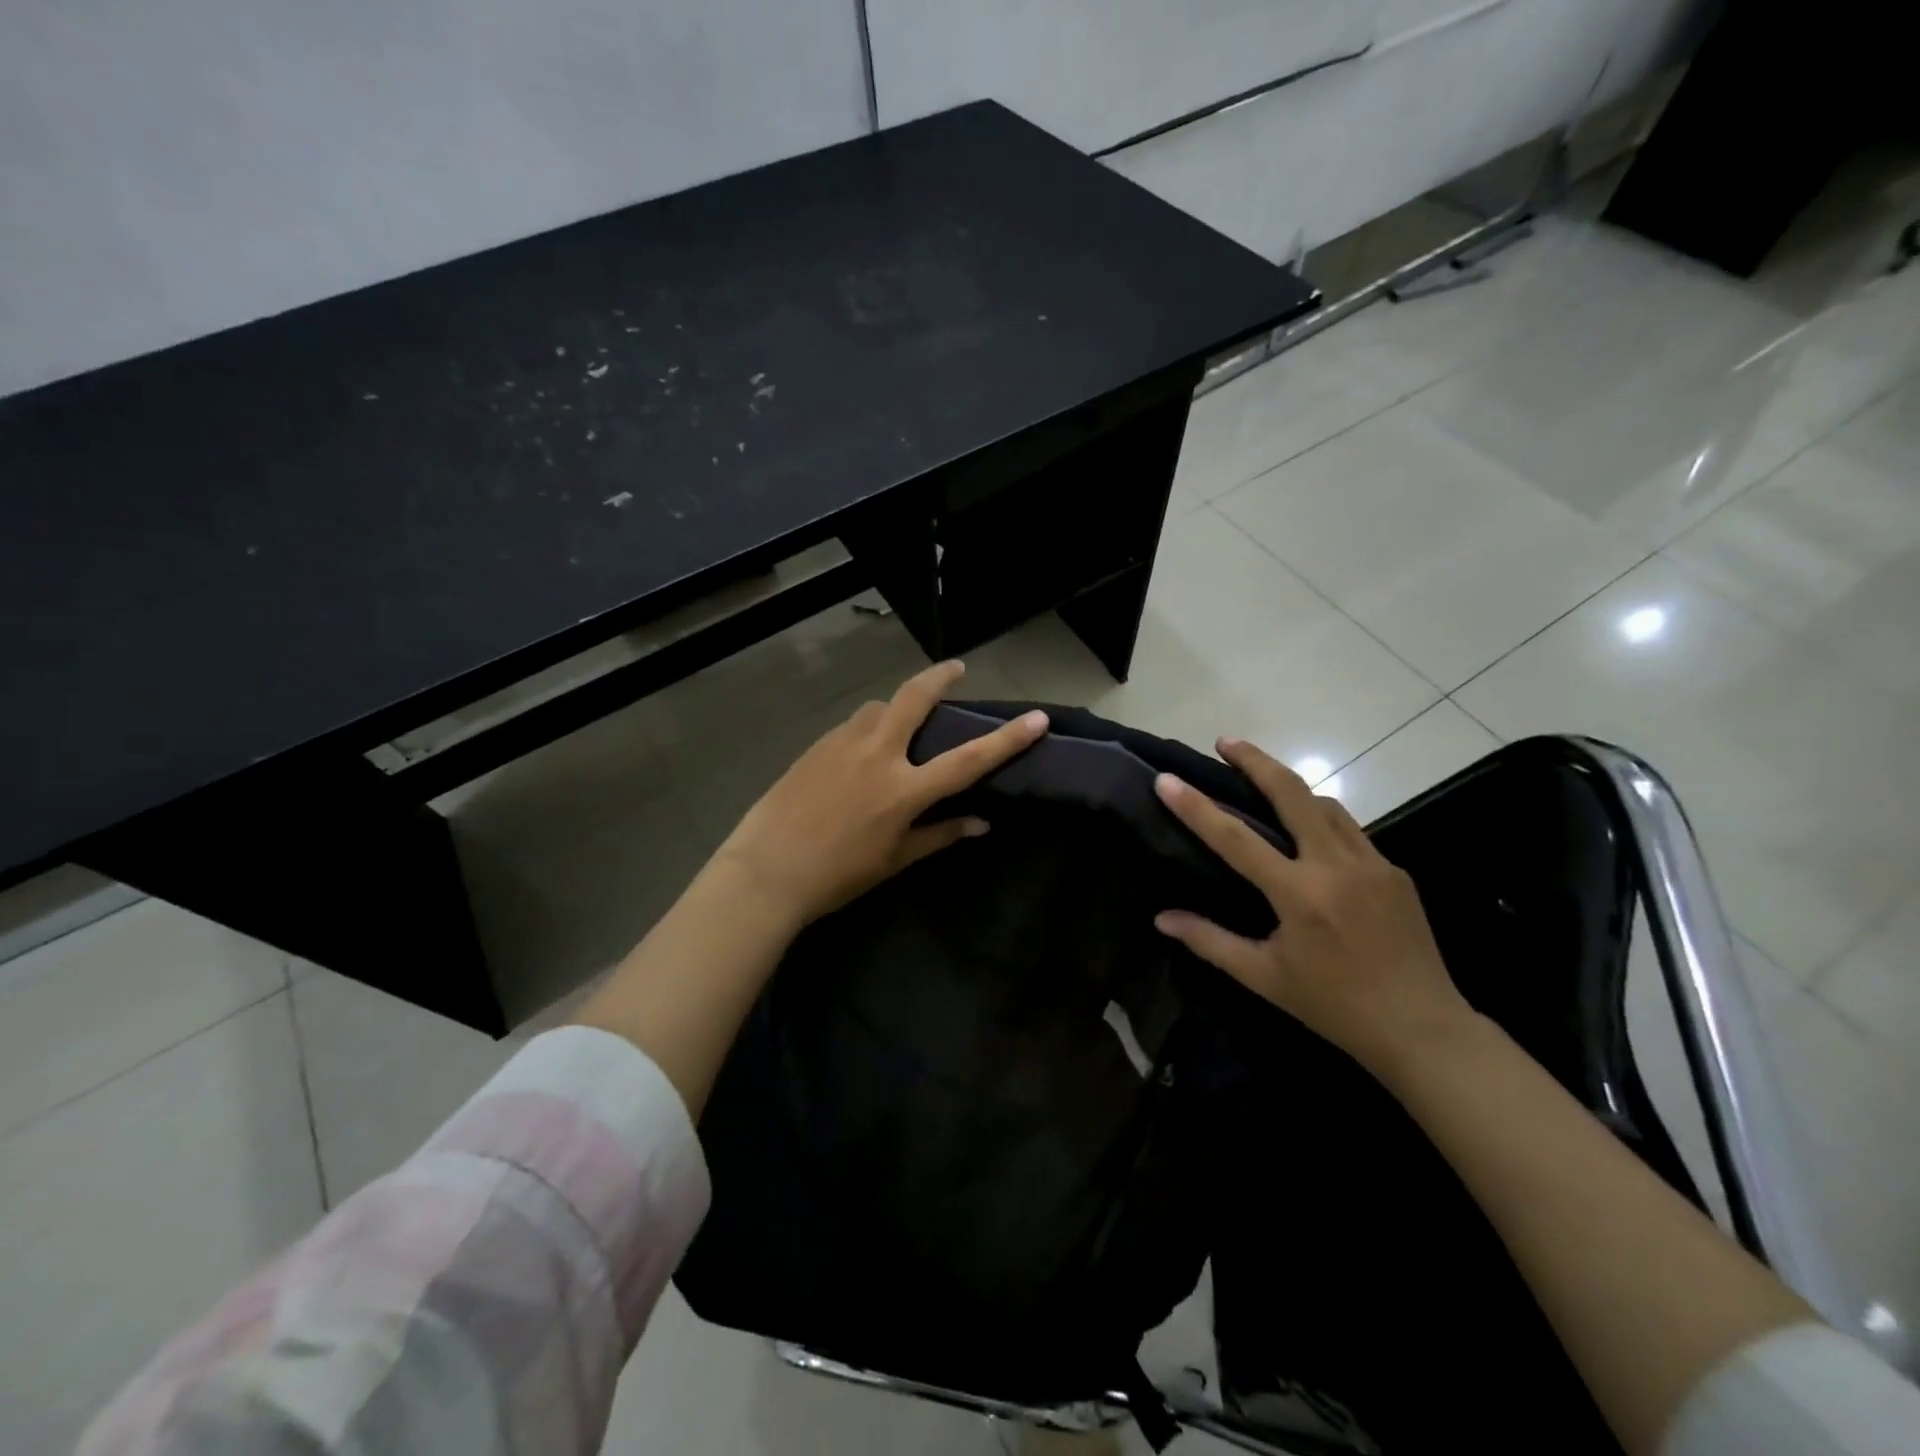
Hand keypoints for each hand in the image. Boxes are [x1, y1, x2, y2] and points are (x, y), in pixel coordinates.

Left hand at [712, 660, 1047, 927]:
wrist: (766, 870)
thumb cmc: (837, 875)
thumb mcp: (895, 860)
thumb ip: (940, 835)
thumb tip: (981, 823)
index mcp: (903, 790)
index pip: (968, 759)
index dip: (1008, 740)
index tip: (1037, 719)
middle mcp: (877, 754)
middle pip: (915, 698)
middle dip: (941, 676)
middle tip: (956, 669)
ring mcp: (843, 743)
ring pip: (879, 707)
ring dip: (897, 706)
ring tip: (901, 721)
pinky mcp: (817, 745)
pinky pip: (852, 724)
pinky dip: (868, 726)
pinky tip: (862, 749)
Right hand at [1152, 738, 1474, 1075]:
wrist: (1422, 1029)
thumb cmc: (1333, 1006)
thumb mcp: (1264, 976)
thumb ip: (1210, 941)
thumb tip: (1162, 918)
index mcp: (1299, 894)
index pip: (1235, 838)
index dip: (1196, 806)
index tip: (1167, 779)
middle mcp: (1336, 866)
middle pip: (1293, 793)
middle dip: (1256, 760)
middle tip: (1226, 742)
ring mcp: (1373, 864)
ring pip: (1326, 805)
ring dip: (1292, 788)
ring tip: (1264, 783)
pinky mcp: (1395, 872)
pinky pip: (1350, 832)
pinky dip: (1322, 822)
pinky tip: (1310, 839)